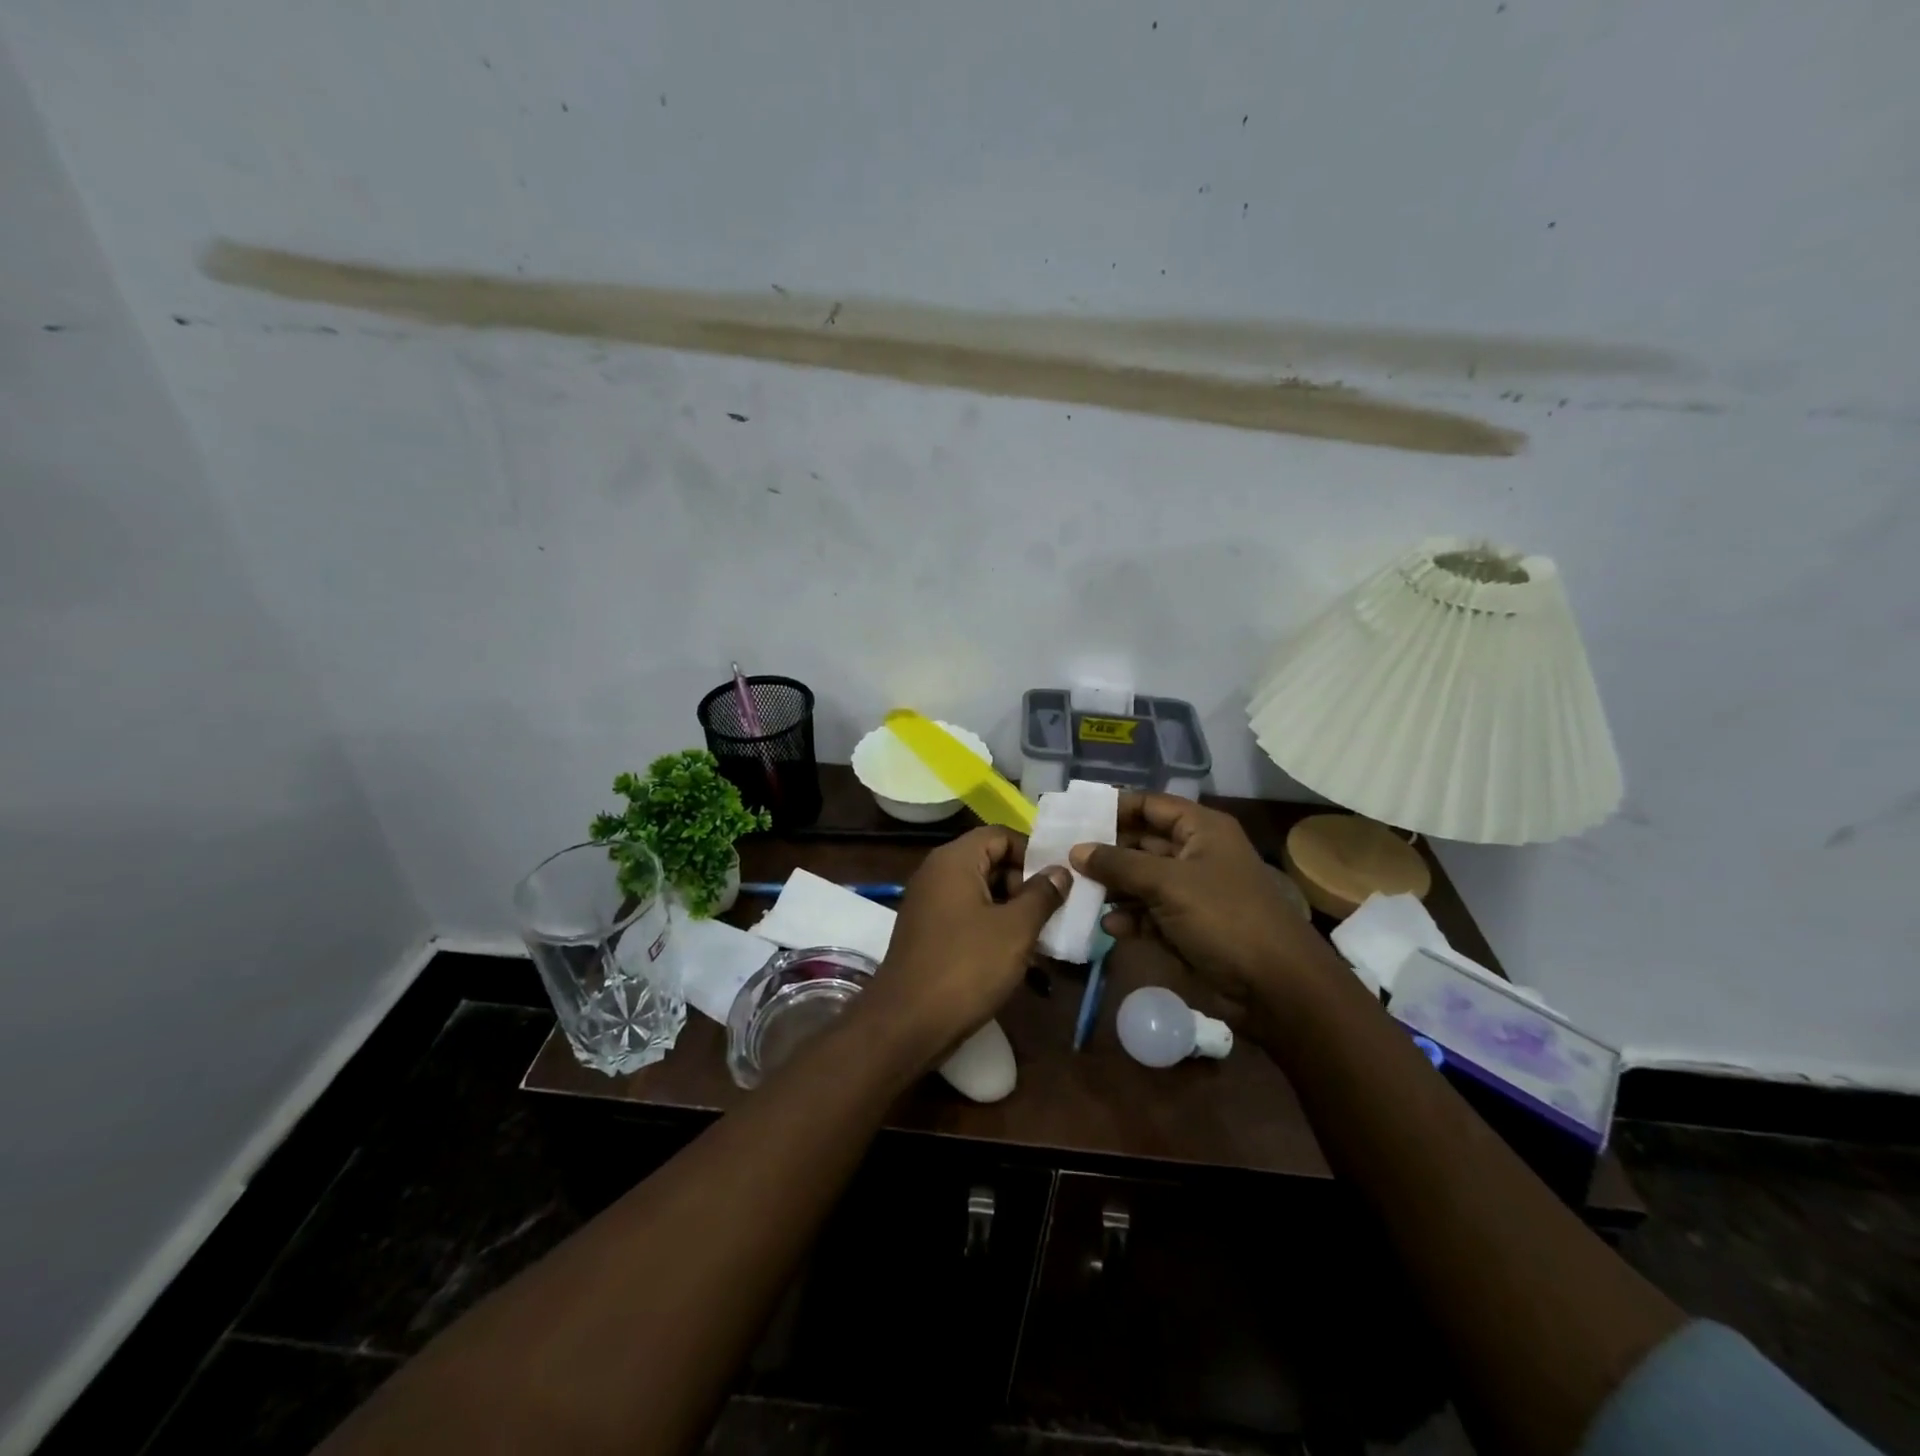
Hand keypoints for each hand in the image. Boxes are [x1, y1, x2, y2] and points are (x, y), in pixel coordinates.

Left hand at [862, 827, 1069, 1064]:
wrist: (908, 1023)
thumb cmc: (966, 967)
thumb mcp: (1016, 929)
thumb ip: (1042, 895)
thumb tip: (1059, 872)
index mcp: (954, 860)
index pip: (1001, 835)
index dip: (1033, 853)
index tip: (1059, 881)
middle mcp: (937, 874)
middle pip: (991, 861)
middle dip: (1025, 884)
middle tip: (1054, 913)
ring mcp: (930, 905)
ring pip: (982, 893)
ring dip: (1013, 910)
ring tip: (1043, 937)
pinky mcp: (930, 933)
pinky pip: (968, 916)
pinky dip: (993, 928)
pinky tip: (1018, 955)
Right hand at [1071, 793, 1340, 1012]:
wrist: (1275, 989)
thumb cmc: (1224, 918)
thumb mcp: (1168, 883)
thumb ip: (1119, 864)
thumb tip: (1076, 850)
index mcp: (1201, 830)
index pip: (1150, 805)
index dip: (1114, 807)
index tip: (1074, 816)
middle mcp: (1194, 855)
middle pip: (1140, 843)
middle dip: (1105, 852)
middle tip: (1062, 857)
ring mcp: (1189, 893)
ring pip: (1139, 881)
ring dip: (1111, 888)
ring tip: (1075, 892)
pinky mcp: (1185, 928)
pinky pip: (1147, 914)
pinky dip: (1128, 918)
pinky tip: (1107, 926)